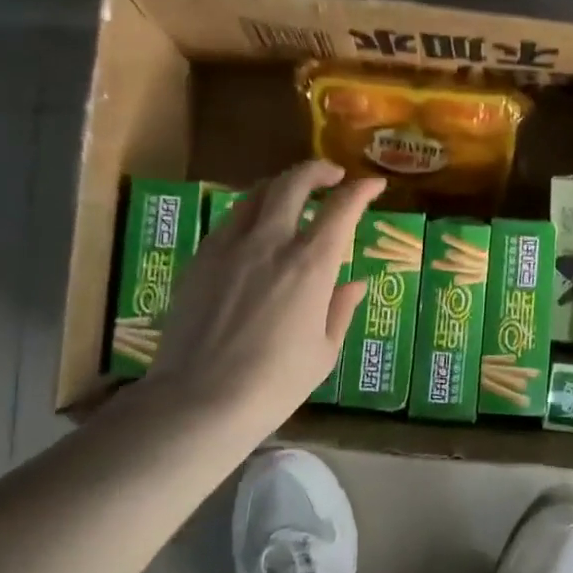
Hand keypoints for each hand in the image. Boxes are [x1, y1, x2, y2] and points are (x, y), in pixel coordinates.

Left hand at [141, 161, 383, 431]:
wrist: (198, 401)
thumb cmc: (274, 383)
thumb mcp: (323, 352)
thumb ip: (340, 309)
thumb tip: (354, 283)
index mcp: (310, 264)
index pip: (342, 208)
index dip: (362, 190)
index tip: (374, 184)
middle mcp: (271, 242)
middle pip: (293, 183)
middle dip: (317, 170)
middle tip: (332, 175)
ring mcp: (230, 247)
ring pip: (257, 194)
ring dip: (282, 186)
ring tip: (293, 195)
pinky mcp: (200, 259)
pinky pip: (231, 220)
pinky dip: (252, 212)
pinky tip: (256, 230)